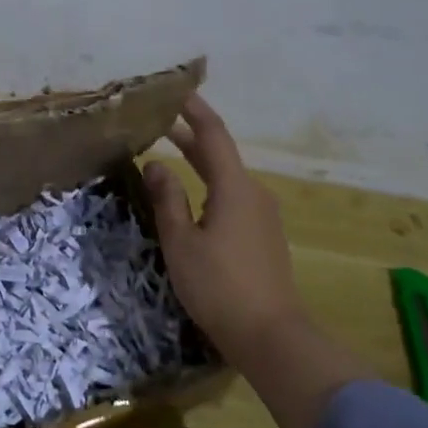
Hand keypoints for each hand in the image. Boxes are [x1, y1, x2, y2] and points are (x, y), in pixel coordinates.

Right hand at [144, 94, 309, 377]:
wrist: (271, 335)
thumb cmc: (219, 286)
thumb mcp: (181, 242)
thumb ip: (167, 199)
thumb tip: (155, 164)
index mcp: (234, 188)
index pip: (213, 136)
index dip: (194, 111)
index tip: (176, 92)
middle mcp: (254, 193)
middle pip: (221, 155)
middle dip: (190, 136)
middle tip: (159, 123)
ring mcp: (263, 216)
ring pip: (227, 177)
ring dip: (200, 162)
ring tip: (170, 155)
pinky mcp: (263, 236)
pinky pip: (233, 197)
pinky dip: (210, 186)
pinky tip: (193, 198)